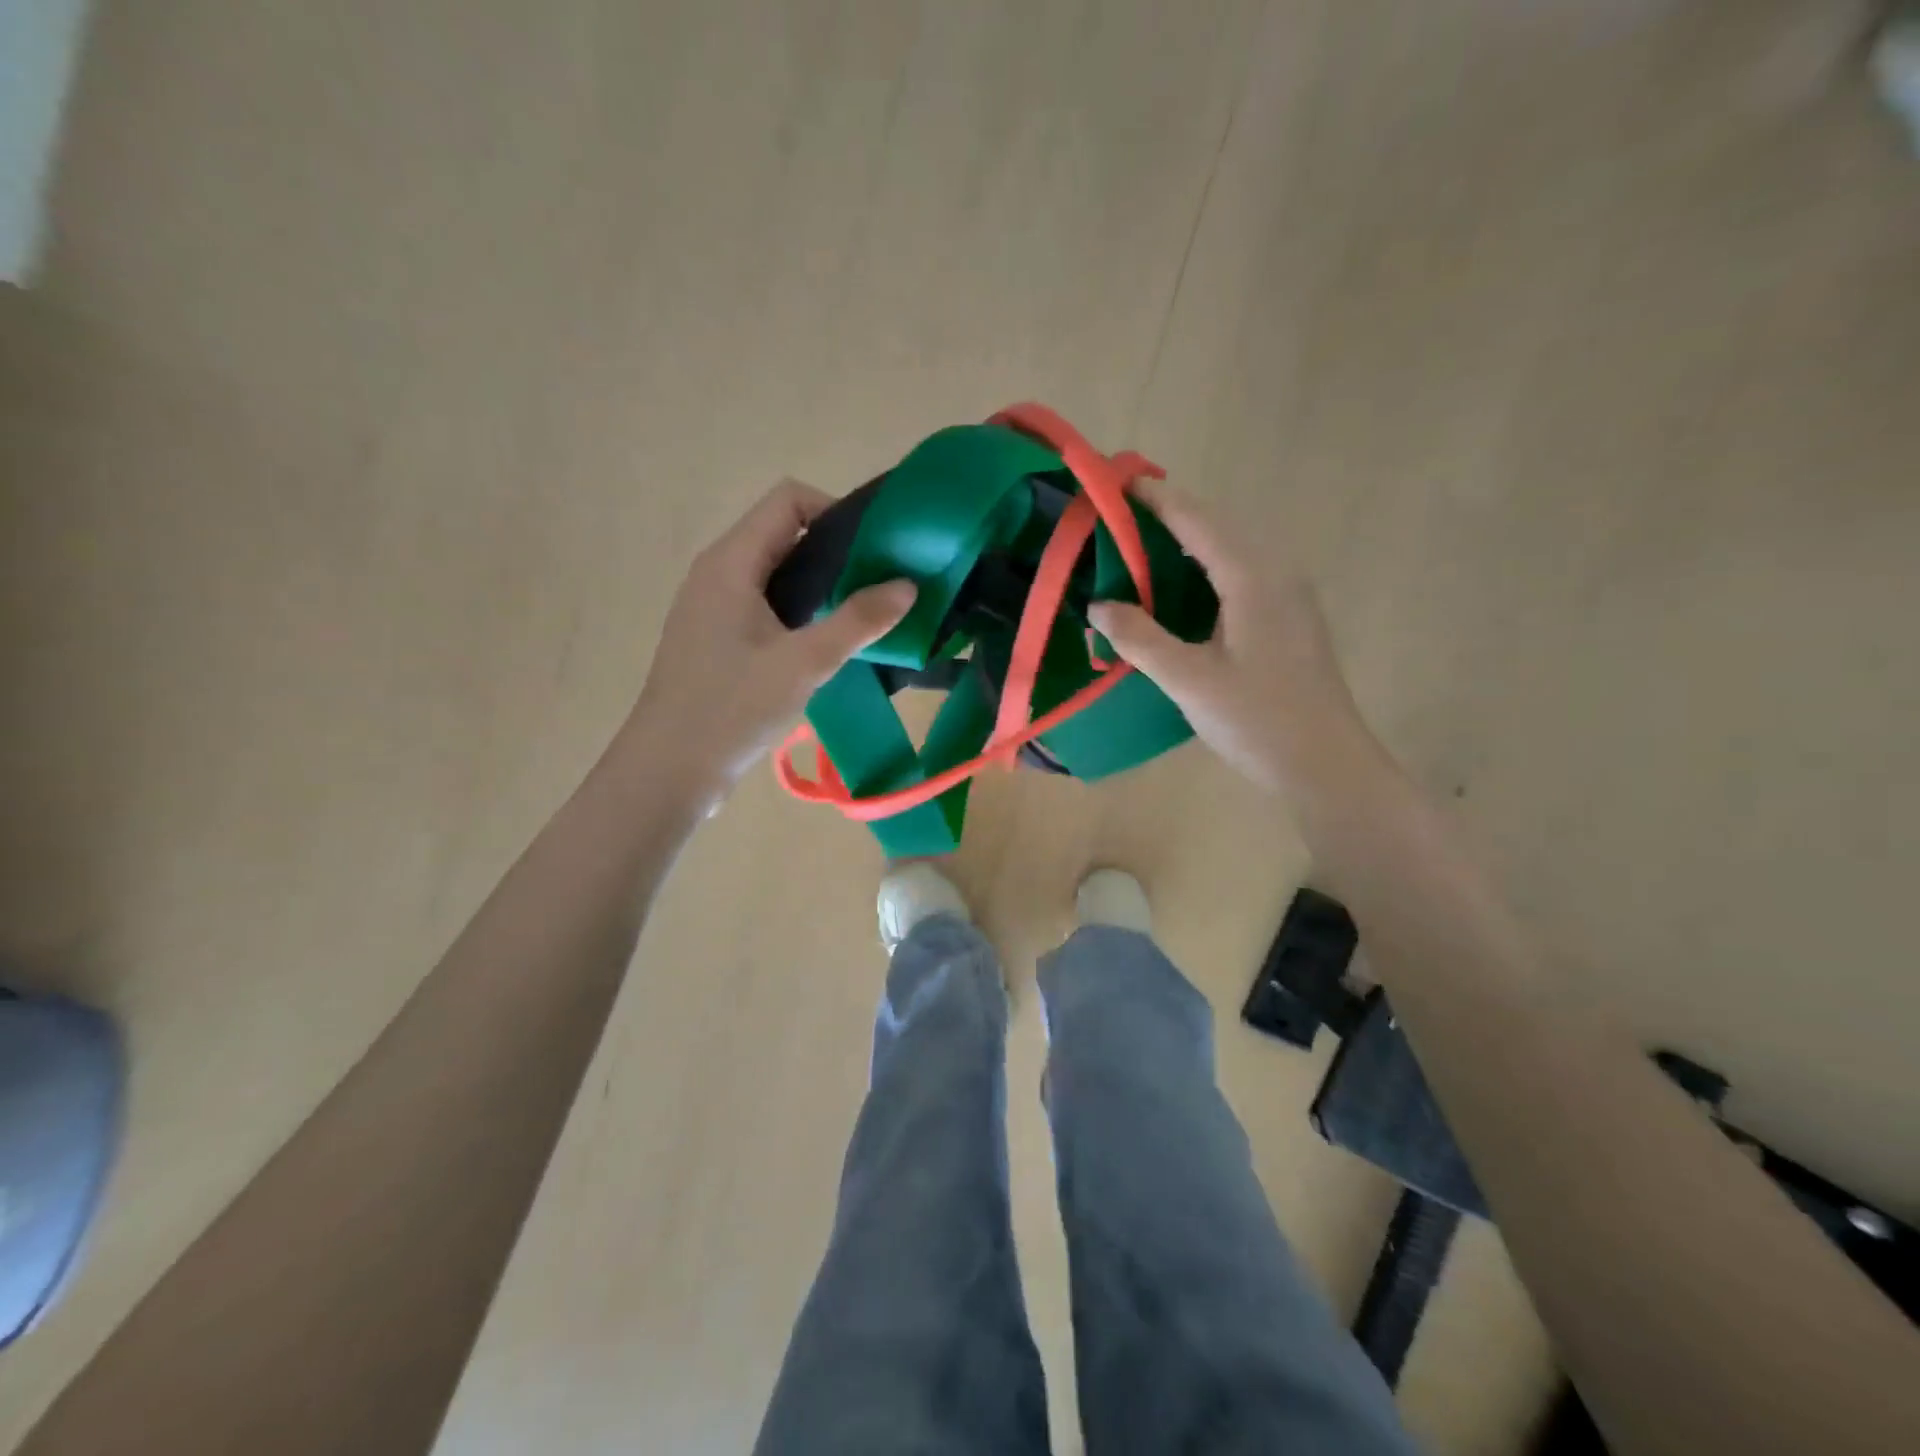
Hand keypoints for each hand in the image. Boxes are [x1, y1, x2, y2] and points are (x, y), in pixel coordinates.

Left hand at [627, 480, 914, 808]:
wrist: (668, 771)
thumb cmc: (731, 708)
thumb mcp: (804, 663)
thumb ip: (858, 620)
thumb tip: (908, 585)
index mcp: (731, 562)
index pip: (788, 500)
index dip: (835, 510)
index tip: (874, 550)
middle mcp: (718, 573)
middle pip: (783, 534)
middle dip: (835, 551)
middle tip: (880, 585)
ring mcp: (714, 608)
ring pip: (776, 574)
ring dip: (820, 587)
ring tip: (861, 616)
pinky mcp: (717, 640)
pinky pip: (765, 607)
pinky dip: (800, 613)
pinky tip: (826, 647)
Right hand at [1088, 482, 1366, 796]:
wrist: (1326, 766)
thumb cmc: (1257, 720)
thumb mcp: (1188, 680)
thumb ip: (1140, 638)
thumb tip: (1098, 605)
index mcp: (1253, 577)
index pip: (1197, 519)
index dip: (1156, 498)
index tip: (1117, 483)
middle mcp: (1276, 573)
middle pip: (1218, 526)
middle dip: (1170, 515)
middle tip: (1120, 518)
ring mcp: (1289, 596)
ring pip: (1232, 550)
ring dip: (1188, 542)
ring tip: (1142, 548)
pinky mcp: (1290, 619)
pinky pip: (1242, 574)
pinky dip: (1206, 569)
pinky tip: (1181, 592)